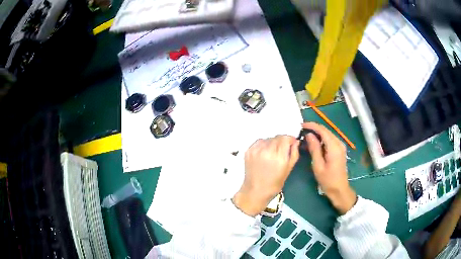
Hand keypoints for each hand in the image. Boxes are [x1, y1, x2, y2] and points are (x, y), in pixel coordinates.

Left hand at [232, 135, 299, 216]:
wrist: (255, 191)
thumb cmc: (275, 183)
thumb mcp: (288, 169)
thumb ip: (294, 153)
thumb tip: (295, 142)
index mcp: (279, 157)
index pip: (286, 138)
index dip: (290, 140)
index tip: (291, 144)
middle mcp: (267, 151)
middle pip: (277, 137)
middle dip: (281, 141)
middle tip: (282, 150)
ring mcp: (256, 150)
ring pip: (268, 139)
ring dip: (272, 143)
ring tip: (272, 153)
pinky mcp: (249, 151)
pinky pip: (259, 142)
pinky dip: (263, 145)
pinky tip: (264, 153)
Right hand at [302, 122, 356, 214]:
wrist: (339, 189)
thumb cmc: (327, 180)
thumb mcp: (318, 165)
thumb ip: (314, 148)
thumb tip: (309, 135)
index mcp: (334, 147)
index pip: (323, 130)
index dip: (312, 126)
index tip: (301, 125)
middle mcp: (339, 143)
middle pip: (326, 131)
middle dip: (314, 128)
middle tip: (301, 130)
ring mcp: (340, 146)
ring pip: (328, 135)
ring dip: (317, 133)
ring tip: (306, 136)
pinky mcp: (340, 150)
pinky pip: (330, 140)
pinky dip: (322, 139)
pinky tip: (314, 143)